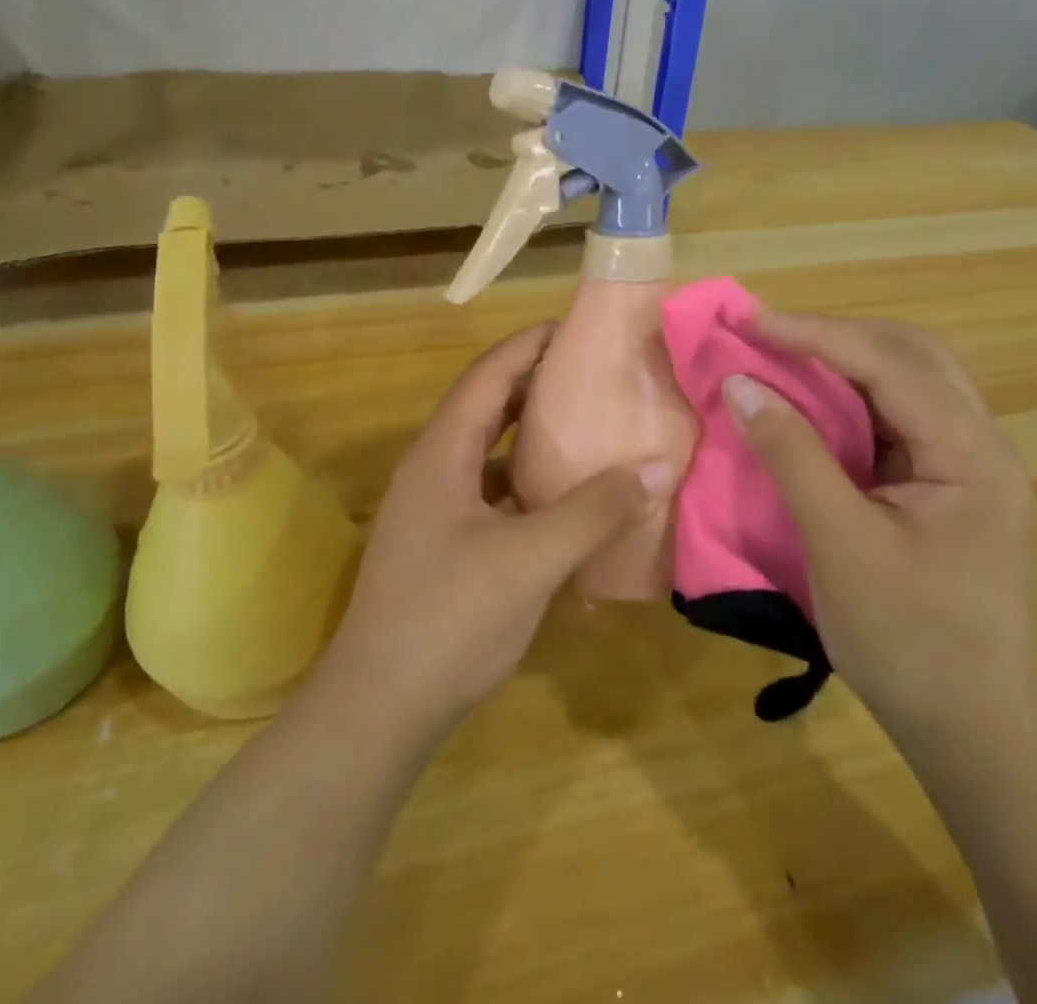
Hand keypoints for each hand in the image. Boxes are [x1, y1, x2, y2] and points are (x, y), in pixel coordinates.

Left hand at [319, 324, 670, 739]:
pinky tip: (565, 497)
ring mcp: (435, 509)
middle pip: (487, 405)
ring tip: (586, 422)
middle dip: (536, 382)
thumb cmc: (449, 619)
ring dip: (531, 433)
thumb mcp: (530, 559)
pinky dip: (527, 482)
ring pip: (489, 451)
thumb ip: (594, 510)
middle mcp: (433, 469)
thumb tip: (658, 465)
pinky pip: (492, 492)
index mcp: (442, 453)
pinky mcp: (445, 545)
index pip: (489, 375)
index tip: (578, 328)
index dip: (530, 345)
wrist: (378, 709)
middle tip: (594, 371)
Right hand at [722, 313, 1036, 753]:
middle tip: (769, 334)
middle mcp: (982, 445)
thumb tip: (741, 384)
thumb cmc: (909, 644)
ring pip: (910, 381)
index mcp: (971, 456)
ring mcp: (971, 466)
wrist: (978, 732)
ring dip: (847, 361)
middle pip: (913, 356)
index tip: (751, 321)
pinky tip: (817, 406)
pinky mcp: (951, 486)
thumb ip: (792, 456)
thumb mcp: (840, 546)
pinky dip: (854, 400)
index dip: (816, 335)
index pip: (891, 366)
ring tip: (785, 356)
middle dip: (838, 335)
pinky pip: (901, 418)